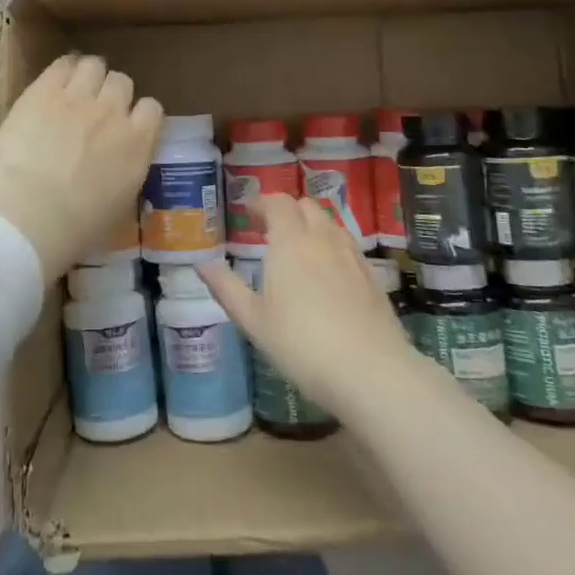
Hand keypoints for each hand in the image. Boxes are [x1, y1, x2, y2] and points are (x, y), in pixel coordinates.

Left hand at [0, 54, 162, 279]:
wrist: (25, 215)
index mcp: (137, 145)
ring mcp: (78, 97)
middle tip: (95, 110)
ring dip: (88, 76)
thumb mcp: (117, 209)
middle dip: (111, 93)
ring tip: (73, 90)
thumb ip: (126, 175)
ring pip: (94, 65)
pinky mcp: (43, 89)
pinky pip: (62, 63)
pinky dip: (62, 69)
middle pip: (122, 82)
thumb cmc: (73, 230)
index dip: (138, 114)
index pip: (152, 109)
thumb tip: (120, 166)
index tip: (126, 125)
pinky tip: (54, 82)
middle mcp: (113, 113)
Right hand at [199, 195, 413, 417]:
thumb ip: (226, 288)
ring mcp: (352, 256)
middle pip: (307, 206)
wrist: (370, 371)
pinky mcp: (372, 276)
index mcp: (290, 241)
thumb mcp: (253, 320)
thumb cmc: (300, 343)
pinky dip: (332, 247)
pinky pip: (348, 246)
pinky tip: (327, 275)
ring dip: (312, 226)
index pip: (277, 203)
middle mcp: (322, 238)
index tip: (246, 214)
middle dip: (287, 211)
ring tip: (298, 250)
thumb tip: (201, 264)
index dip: (260, 203)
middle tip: (269, 230)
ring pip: (330, 224)